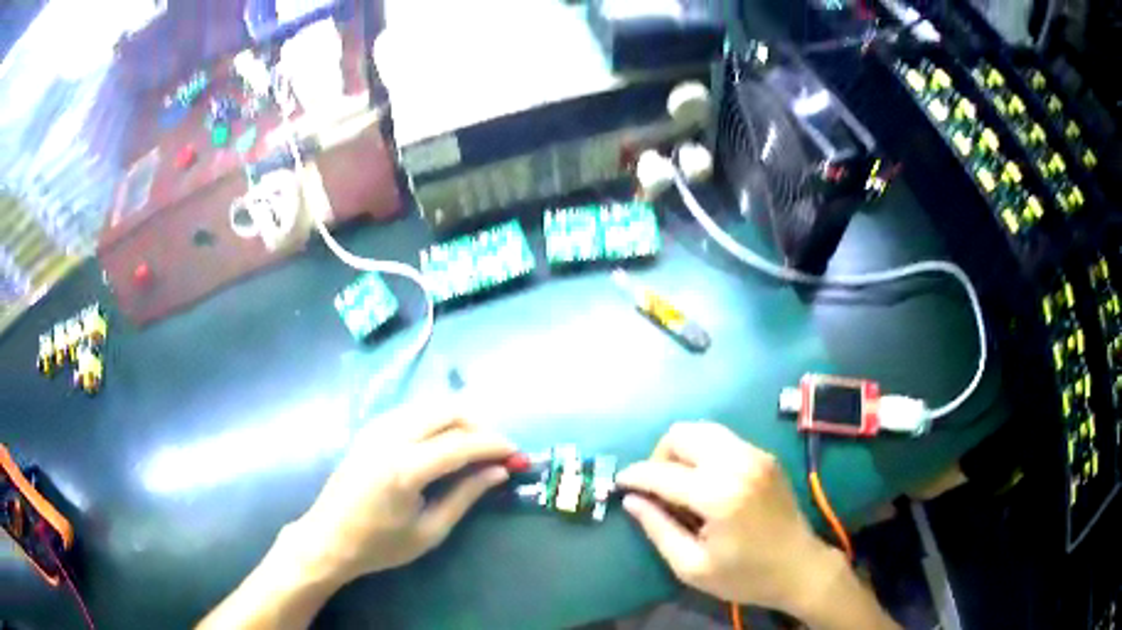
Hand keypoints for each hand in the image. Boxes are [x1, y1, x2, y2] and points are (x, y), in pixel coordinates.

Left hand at [292, 409, 515, 583]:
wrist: (328, 538)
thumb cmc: (380, 545)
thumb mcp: (430, 531)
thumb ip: (465, 496)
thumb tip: (499, 471)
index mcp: (404, 468)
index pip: (461, 443)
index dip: (494, 445)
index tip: (517, 454)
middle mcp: (390, 437)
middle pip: (447, 411)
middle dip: (479, 426)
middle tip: (496, 451)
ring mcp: (376, 428)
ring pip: (430, 405)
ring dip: (458, 420)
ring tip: (475, 448)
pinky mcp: (369, 428)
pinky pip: (413, 411)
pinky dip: (436, 419)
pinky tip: (444, 442)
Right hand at [616, 422, 839, 615]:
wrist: (800, 567)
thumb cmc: (745, 576)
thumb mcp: (692, 567)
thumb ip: (658, 529)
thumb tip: (632, 501)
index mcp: (719, 496)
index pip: (662, 472)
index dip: (635, 476)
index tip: (620, 484)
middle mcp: (738, 464)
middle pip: (682, 434)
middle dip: (659, 456)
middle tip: (655, 487)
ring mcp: (755, 455)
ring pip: (703, 429)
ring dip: (681, 450)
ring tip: (678, 481)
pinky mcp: (765, 456)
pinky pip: (723, 439)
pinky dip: (704, 451)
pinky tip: (705, 480)